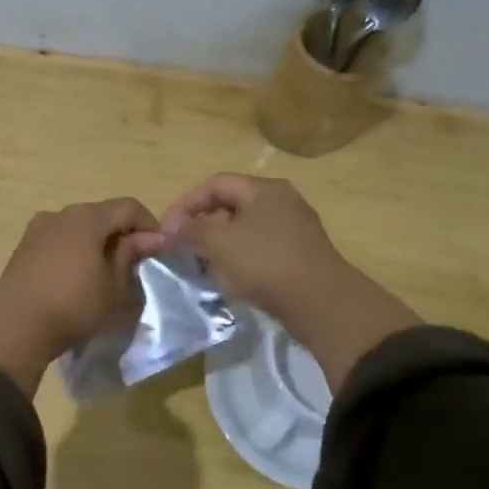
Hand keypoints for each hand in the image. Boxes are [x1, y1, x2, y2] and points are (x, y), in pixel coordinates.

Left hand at [0, 198, 165, 394]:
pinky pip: (59, 240)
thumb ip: (131, 255)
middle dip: (122, 233)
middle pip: (102, 214)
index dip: (149, 225)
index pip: (128, 207)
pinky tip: (77, 276)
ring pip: (78, 227)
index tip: (159, 250)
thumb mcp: (114, 286)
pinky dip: (75, 250)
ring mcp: (37, 228)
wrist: (16, 328)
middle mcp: (60, 213)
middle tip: (135, 263)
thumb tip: (150, 238)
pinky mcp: (23, 247)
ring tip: (106, 272)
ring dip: (97, 242)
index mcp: (86, 217)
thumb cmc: (73, 305)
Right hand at [158, 173, 420, 390]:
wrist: (321, 303)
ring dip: (218, 247)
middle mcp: (281, 203)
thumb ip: (190, 231)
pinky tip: (228, 281)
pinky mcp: (299, 257)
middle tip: (181, 249)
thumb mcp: (219, 243)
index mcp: (264, 189)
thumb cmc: (266, 262)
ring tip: (200, 267)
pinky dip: (238, 262)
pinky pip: (259, 252)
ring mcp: (294, 230)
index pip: (214, 184)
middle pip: (229, 207)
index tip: (166, 230)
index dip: (185, 204)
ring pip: (243, 231)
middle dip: (201, 227)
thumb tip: (170, 229)